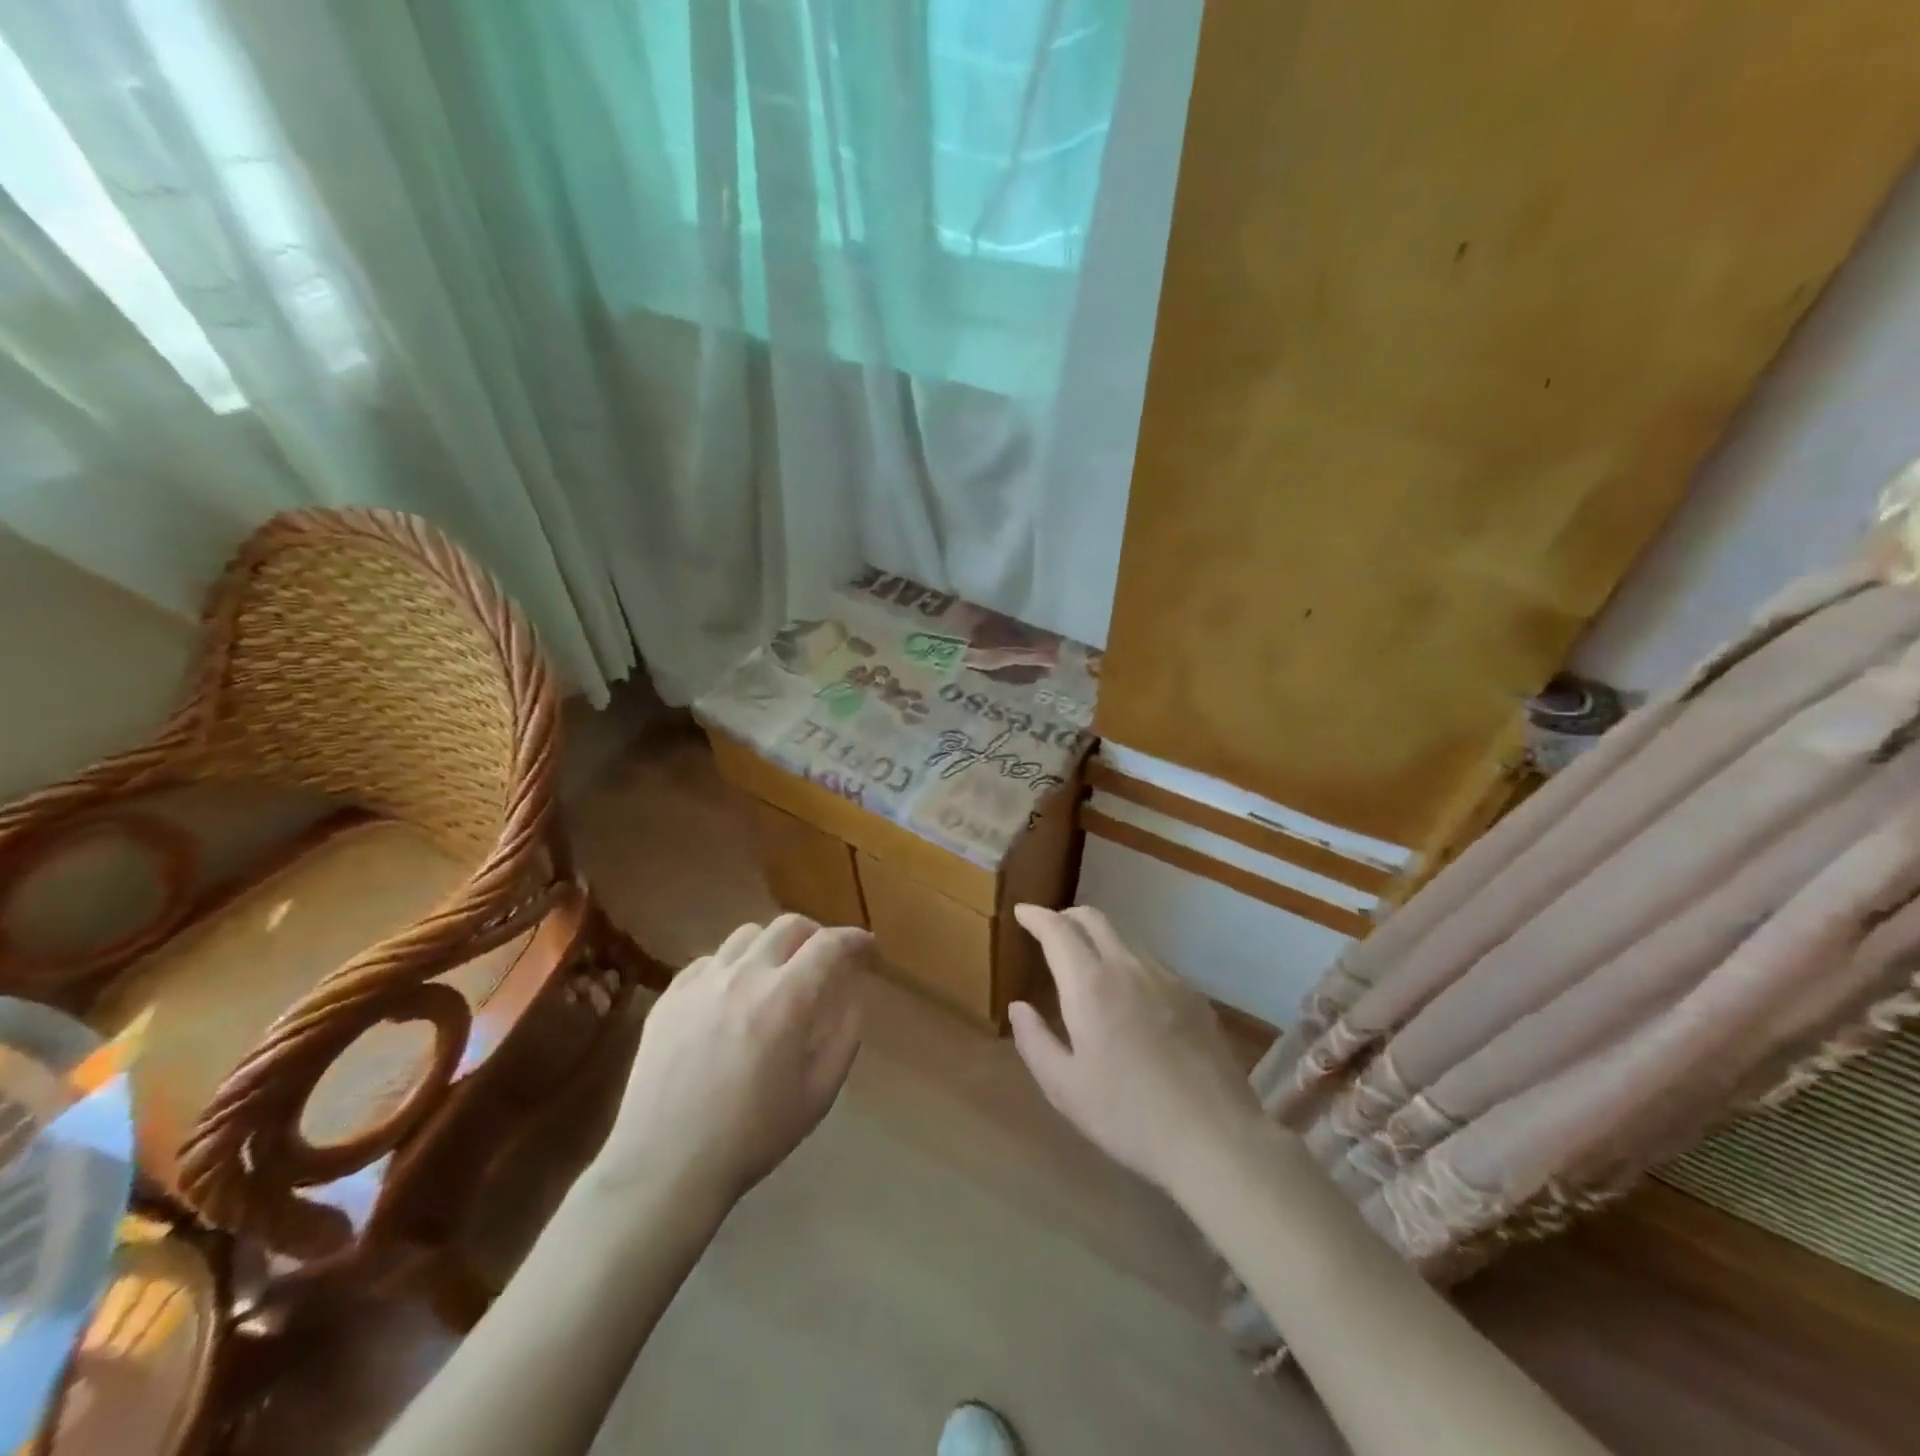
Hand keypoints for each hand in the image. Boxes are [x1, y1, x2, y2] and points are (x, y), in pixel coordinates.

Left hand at [595, 914, 869, 1209]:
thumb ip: (844, 1036)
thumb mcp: (818, 1094)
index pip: (829, 945)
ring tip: (777, 972)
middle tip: (824, 957)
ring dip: (773, 945)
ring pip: (746, 936)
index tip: (866, 946)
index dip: (853, 939)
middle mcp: (744, 975)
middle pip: (788, 926)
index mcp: (786, 998)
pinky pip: (710, 961)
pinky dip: (732, 966)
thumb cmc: (752, 1136)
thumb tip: (853, 996)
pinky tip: (732, 995)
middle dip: (816, 934)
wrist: (664, 1166)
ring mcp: (701, 982)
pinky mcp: (670, 996)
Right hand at [1010, 905, 1265, 1194]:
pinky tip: (1131, 999)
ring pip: (1124, 940)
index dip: (1036, 916)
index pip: (1057, 930)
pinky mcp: (1193, 996)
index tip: (1022, 911)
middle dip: (1067, 916)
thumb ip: (1034, 1042)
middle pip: (1094, 920)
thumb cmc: (1128, 1115)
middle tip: (1050, 929)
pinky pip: (1151, 965)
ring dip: (1099, 941)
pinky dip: (1128, 966)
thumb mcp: (1065, 1088)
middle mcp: (1128, 967)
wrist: (1215, 1137)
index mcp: (1090, 985)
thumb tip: (1019, 1007)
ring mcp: (1166, 978)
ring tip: (1088, 967)